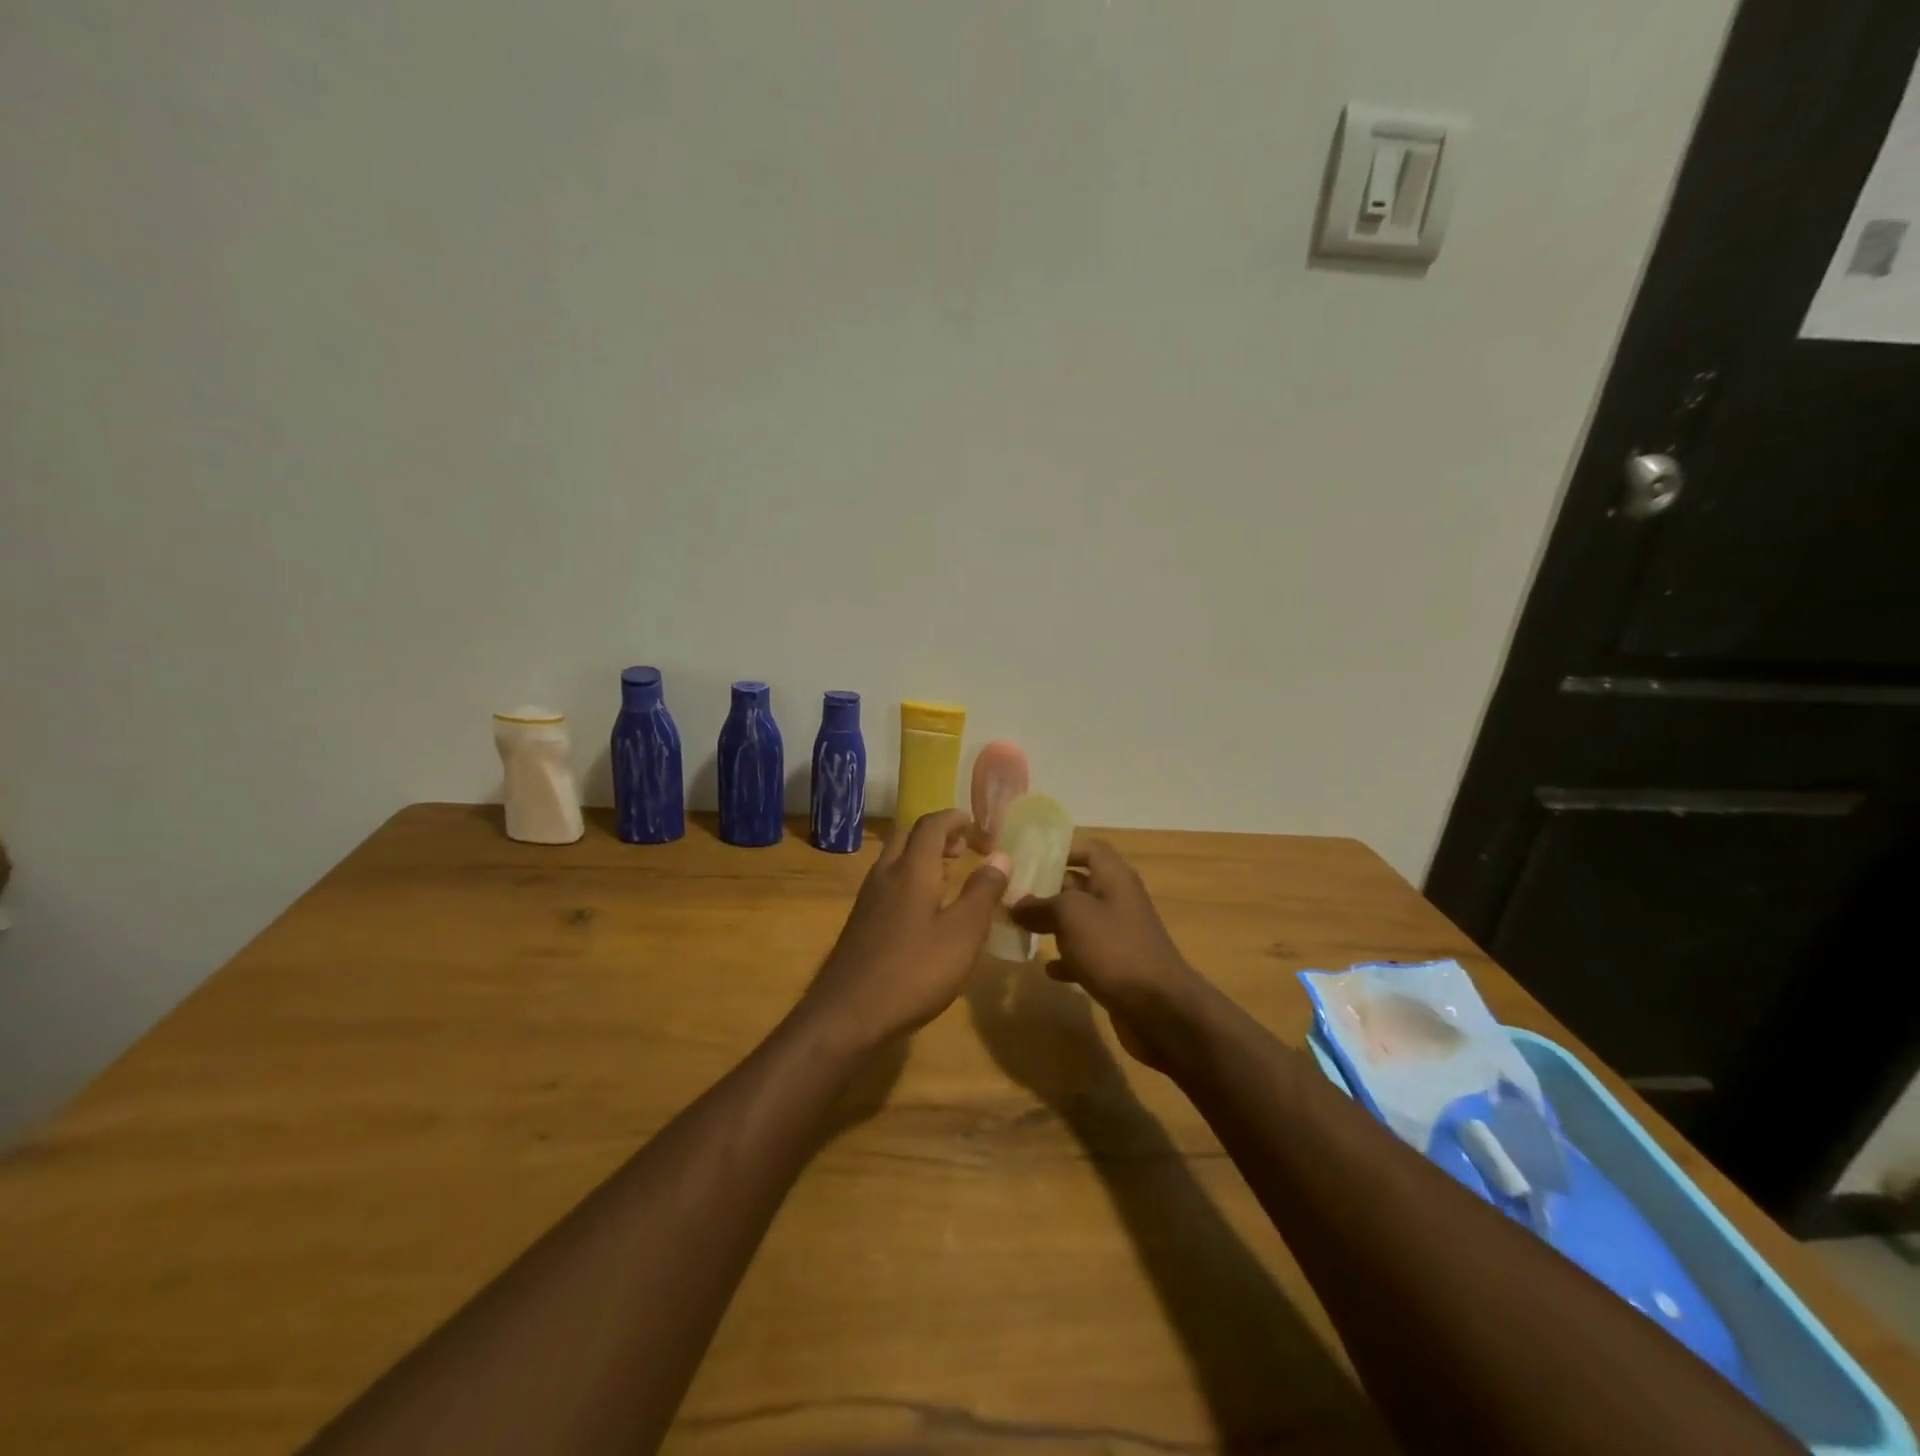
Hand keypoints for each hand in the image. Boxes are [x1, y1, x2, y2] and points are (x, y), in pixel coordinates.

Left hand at [799, 809, 1009, 1051]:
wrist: (848, 1014)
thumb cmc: (914, 971)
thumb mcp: (963, 934)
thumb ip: (983, 892)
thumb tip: (1000, 855)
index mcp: (912, 869)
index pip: (932, 824)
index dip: (956, 819)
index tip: (980, 828)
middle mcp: (885, 874)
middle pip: (908, 835)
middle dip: (937, 834)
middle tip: (964, 849)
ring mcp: (868, 899)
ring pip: (895, 859)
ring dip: (922, 857)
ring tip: (950, 876)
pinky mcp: (861, 922)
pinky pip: (888, 883)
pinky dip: (910, 879)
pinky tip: (925, 911)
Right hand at [1008, 840, 1209, 1072]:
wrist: (1160, 1009)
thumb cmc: (1114, 949)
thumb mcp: (1071, 916)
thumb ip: (1040, 905)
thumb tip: (1015, 903)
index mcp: (1114, 878)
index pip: (1090, 849)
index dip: (1062, 850)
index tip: (1030, 861)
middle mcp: (1119, 901)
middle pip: (1080, 885)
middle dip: (1048, 890)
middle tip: (1012, 897)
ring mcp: (1120, 935)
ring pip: (1081, 921)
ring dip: (1053, 925)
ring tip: (1020, 930)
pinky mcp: (1118, 967)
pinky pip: (1087, 954)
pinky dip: (1067, 959)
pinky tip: (1048, 969)